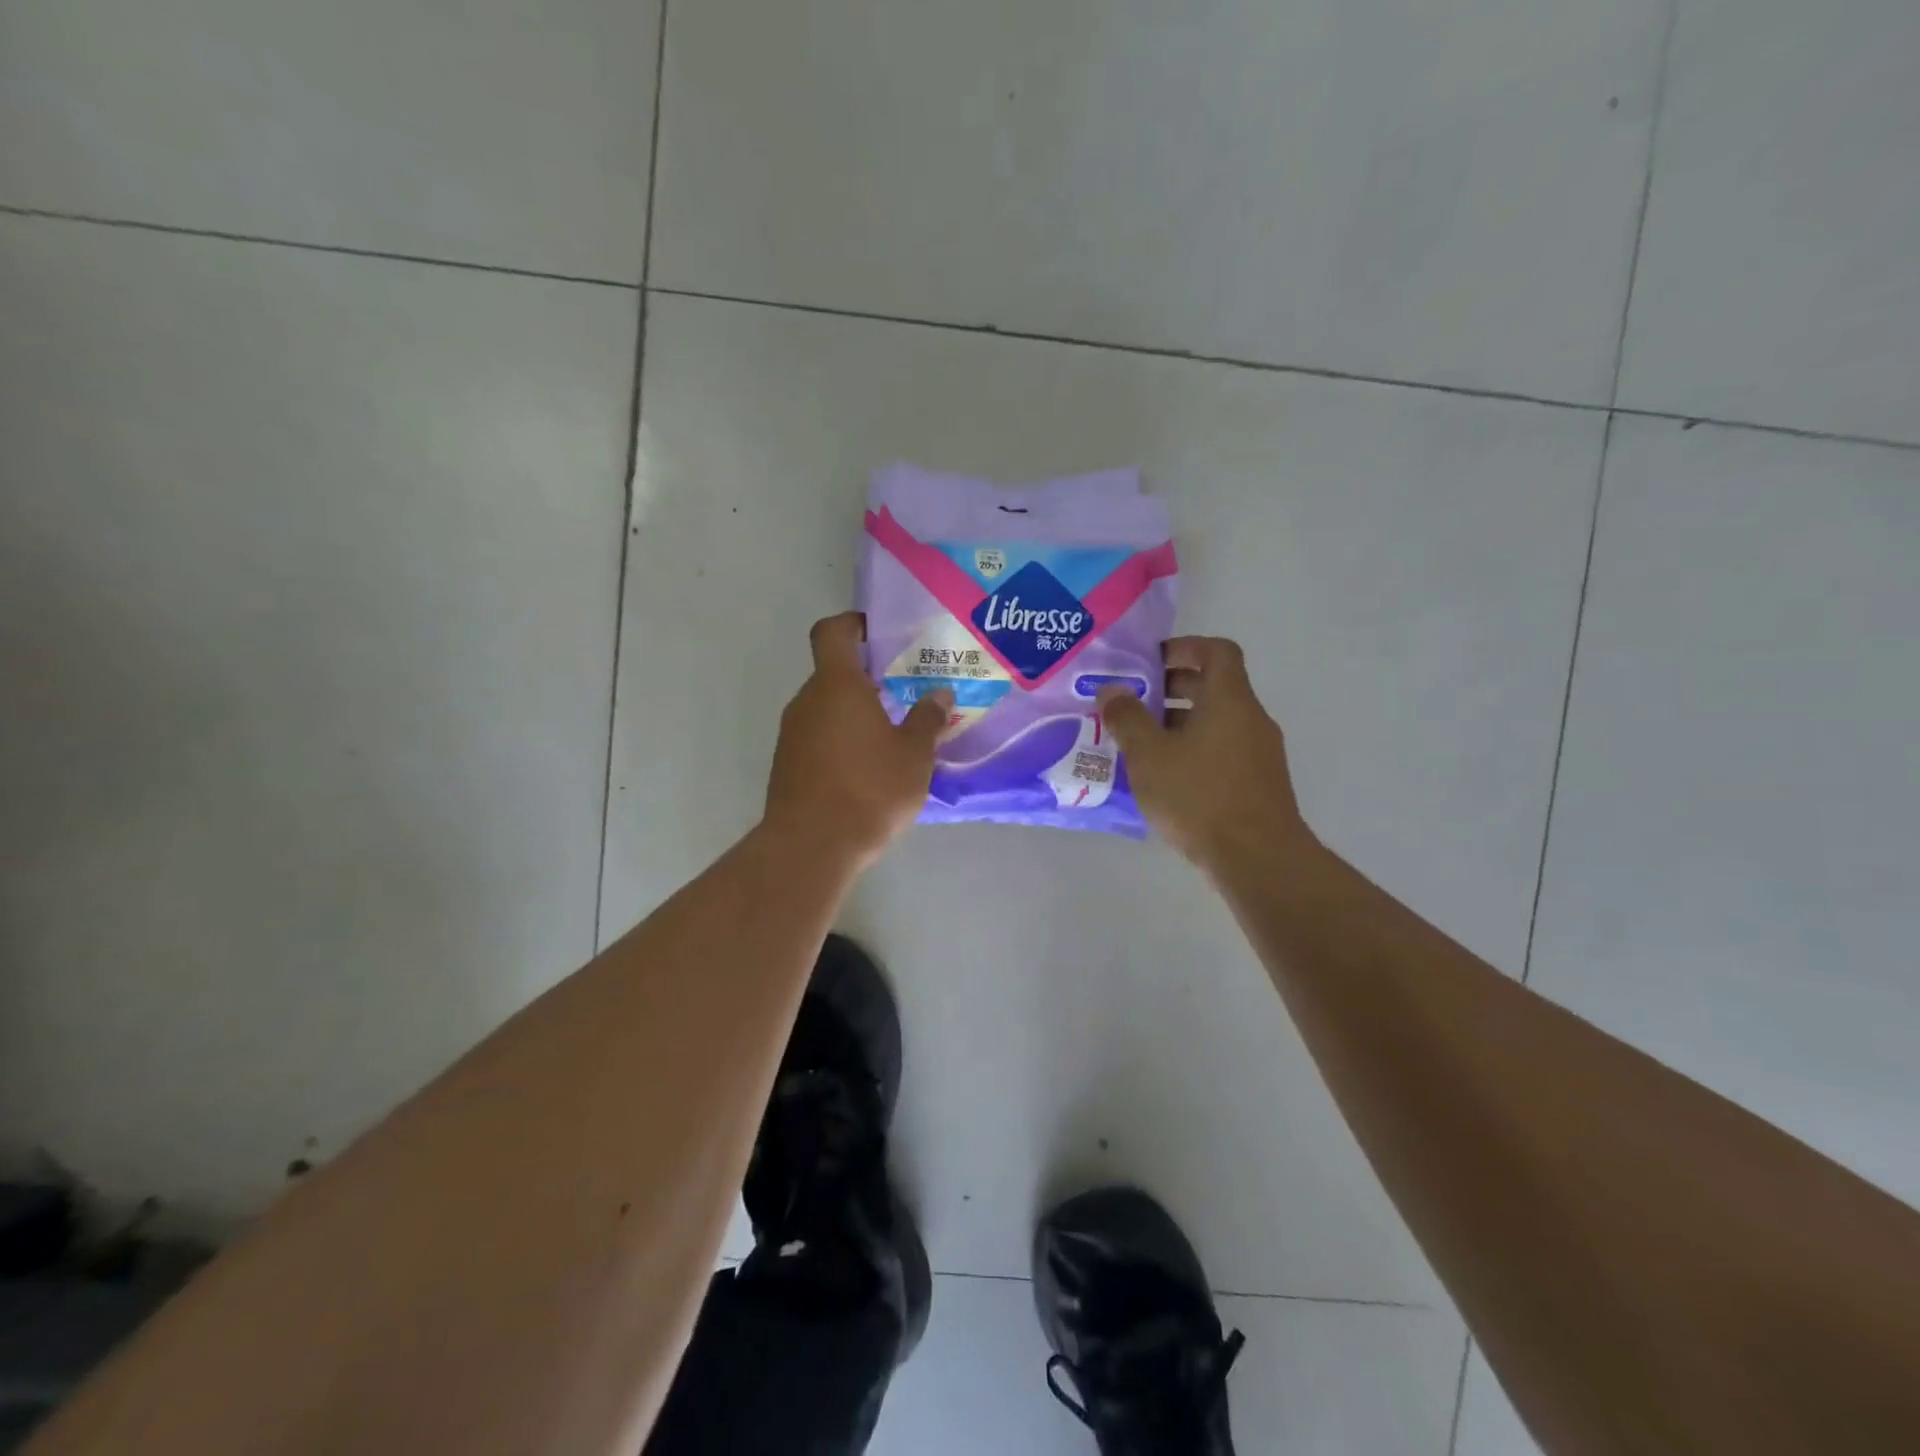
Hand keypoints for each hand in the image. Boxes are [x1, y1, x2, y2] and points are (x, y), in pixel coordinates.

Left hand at [763, 612, 952, 870]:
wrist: (811, 847)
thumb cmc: (869, 789)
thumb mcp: (913, 754)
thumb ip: (927, 719)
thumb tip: (939, 695)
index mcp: (836, 685)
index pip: (832, 632)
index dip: (852, 624)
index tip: (877, 633)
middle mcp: (807, 701)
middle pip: (834, 674)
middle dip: (868, 679)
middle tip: (906, 693)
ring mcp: (791, 734)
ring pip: (827, 709)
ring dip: (856, 714)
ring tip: (894, 736)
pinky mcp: (787, 765)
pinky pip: (818, 738)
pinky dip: (842, 741)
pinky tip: (869, 769)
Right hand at [1096, 636, 1314, 868]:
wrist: (1258, 858)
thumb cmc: (1199, 796)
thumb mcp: (1149, 756)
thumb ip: (1127, 719)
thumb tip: (1112, 691)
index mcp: (1229, 700)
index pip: (1217, 651)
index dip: (1184, 647)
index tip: (1151, 662)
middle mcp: (1251, 719)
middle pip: (1214, 687)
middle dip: (1172, 690)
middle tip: (1134, 704)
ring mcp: (1260, 753)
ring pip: (1217, 722)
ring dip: (1179, 724)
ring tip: (1140, 745)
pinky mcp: (1259, 784)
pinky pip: (1223, 751)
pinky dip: (1194, 751)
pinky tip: (1165, 779)